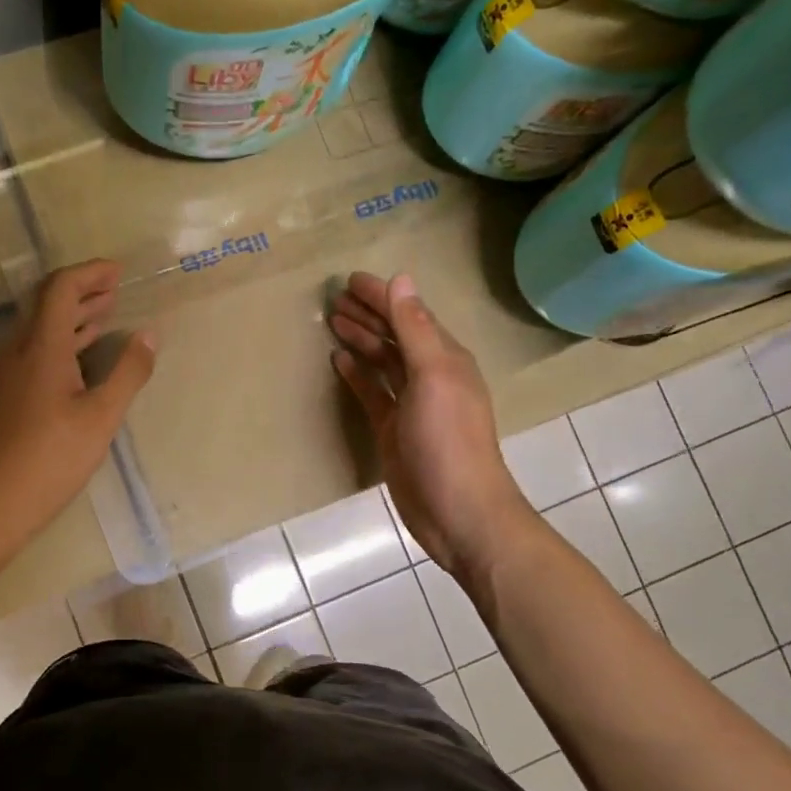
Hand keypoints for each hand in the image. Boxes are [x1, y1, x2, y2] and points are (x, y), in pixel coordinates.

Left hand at [0, 260, 155, 548]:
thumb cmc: (53, 457)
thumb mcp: (102, 416)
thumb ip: (128, 372)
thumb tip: (150, 334)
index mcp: (43, 347)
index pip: (61, 289)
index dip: (90, 273)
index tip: (119, 271)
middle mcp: (22, 351)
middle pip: (49, 303)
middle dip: (84, 289)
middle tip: (116, 286)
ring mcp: (14, 373)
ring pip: (44, 328)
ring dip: (75, 315)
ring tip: (108, 311)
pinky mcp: (14, 393)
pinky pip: (41, 350)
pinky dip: (67, 340)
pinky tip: (86, 353)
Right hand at [330, 271, 530, 576]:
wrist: (457, 511)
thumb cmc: (448, 441)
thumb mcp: (434, 377)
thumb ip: (415, 330)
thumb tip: (402, 280)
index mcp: (446, 359)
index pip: (410, 315)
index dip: (382, 296)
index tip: (350, 279)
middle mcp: (430, 376)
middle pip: (395, 335)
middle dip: (369, 314)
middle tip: (335, 298)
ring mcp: (411, 405)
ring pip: (383, 362)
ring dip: (362, 340)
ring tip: (333, 321)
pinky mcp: (393, 430)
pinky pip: (373, 393)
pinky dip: (357, 375)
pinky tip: (339, 361)